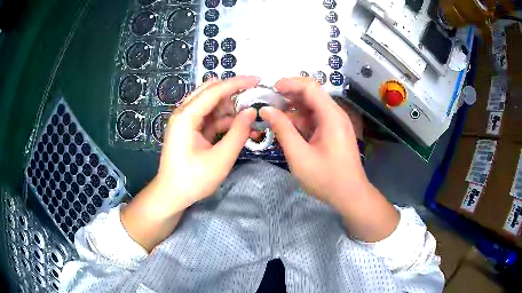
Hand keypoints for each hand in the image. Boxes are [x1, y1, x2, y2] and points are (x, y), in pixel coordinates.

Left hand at [122, 76, 258, 250]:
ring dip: (230, 109)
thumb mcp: (220, 159)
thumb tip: (251, 112)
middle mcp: (184, 113)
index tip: (257, 80)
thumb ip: (238, 133)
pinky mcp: (190, 129)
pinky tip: (239, 128)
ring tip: (249, 119)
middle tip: (254, 100)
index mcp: (186, 116)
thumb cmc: (193, 180)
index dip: (237, 83)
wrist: (172, 195)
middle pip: (211, 91)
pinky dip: (224, 121)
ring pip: (211, 104)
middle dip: (233, 93)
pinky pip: (209, 118)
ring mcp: (186, 121)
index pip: (214, 90)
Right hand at [260, 77, 365, 205]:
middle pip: (312, 94)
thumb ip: (282, 130)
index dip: (290, 83)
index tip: (271, 89)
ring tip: (275, 117)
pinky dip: (302, 121)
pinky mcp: (335, 132)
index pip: (310, 87)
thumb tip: (266, 110)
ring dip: (294, 110)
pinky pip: (316, 119)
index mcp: (331, 116)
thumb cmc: (326, 178)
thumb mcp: (299, 155)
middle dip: (290, 96)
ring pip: (313, 107)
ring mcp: (336, 124)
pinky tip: (289, 130)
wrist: (350, 195)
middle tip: (270, 104)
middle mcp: (336, 115)